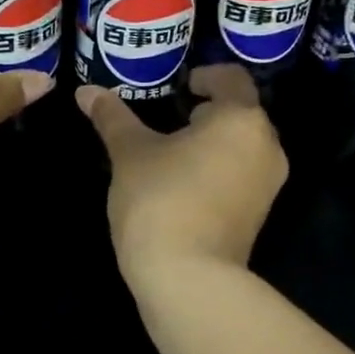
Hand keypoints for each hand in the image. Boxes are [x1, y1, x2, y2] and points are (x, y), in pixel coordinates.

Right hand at [76, 64, 286, 290]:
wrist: (188, 278)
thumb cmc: (161, 199)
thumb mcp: (130, 153)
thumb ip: (112, 117)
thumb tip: (86, 91)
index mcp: (241, 119)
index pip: (232, 78)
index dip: (205, 76)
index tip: (180, 87)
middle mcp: (266, 145)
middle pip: (241, 113)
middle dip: (209, 111)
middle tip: (171, 118)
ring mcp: (268, 184)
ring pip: (243, 147)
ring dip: (214, 142)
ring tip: (174, 152)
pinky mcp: (260, 214)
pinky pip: (242, 175)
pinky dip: (219, 169)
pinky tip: (185, 184)